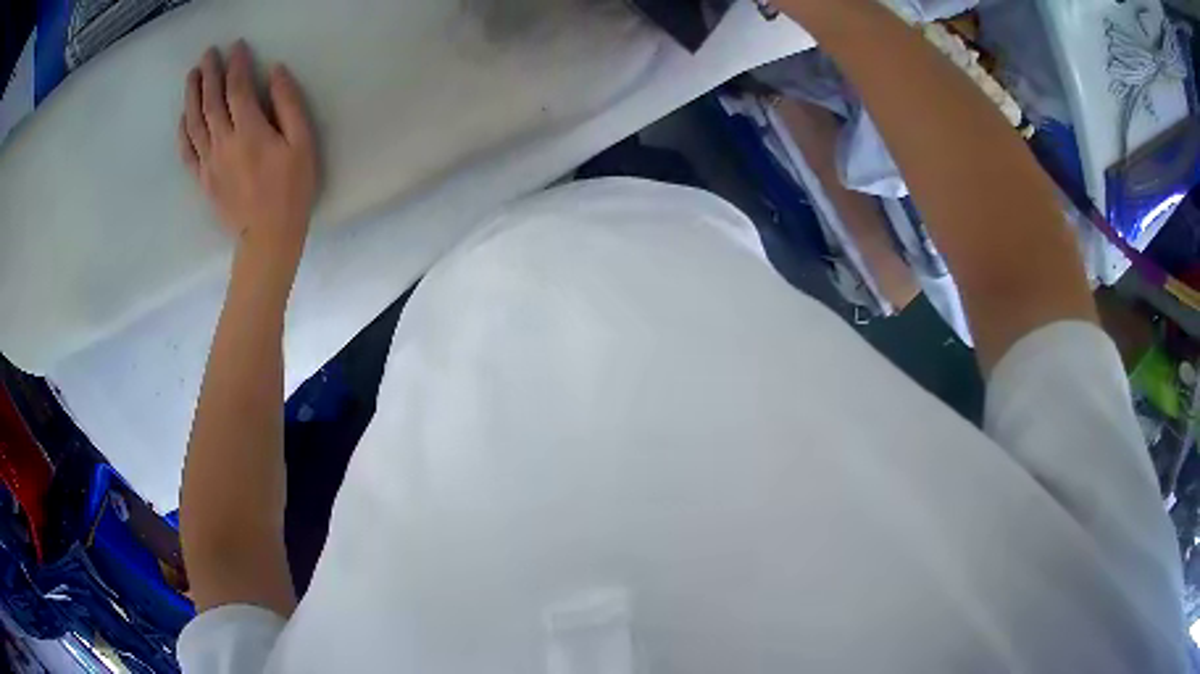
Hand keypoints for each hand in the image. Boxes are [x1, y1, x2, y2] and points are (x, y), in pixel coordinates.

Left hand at [179, 41, 318, 264]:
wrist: (268, 236)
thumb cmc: (291, 188)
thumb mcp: (302, 142)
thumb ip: (288, 104)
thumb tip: (275, 72)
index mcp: (249, 131)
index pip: (237, 88)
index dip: (236, 65)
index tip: (236, 46)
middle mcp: (223, 142)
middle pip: (211, 101)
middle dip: (209, 74)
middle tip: (208, 53)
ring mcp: (209, 162)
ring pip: (194, 123)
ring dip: (191, 96)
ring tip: (191, 76)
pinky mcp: (203, 180)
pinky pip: (187, 152)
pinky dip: (183, 131)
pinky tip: (183, 117)